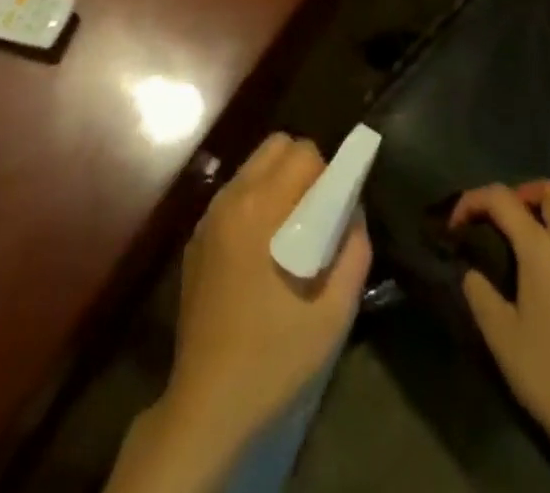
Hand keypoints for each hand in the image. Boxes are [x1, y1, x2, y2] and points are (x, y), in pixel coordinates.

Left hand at [107, 134, 369, 492]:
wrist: (208, 404)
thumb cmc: (275, 357)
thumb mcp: (334, 313)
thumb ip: (354, 252)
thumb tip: (353, 213)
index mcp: (261, 208)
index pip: (302, 152)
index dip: (327, 173)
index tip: (335, 210)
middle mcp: (231, 198)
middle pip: (275, 146)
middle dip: (302, 168)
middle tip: (316, 214)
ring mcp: (208, 217)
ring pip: (252, 167)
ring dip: (277, 183)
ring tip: (290, 232)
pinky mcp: (196, 239)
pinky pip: (233, 195)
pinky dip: (254, 202)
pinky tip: (261, 252)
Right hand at [453, 182, 549, 492]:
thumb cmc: (549, 374)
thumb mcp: (500, 335)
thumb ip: (479, 291)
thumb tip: (471, 270)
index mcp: (542, 249)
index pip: (502, 198)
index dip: (471, 201)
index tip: (452, 226)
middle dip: (518, 193)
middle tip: (494, 220)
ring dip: (537, 211)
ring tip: (510, 240)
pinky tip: (535, 269)